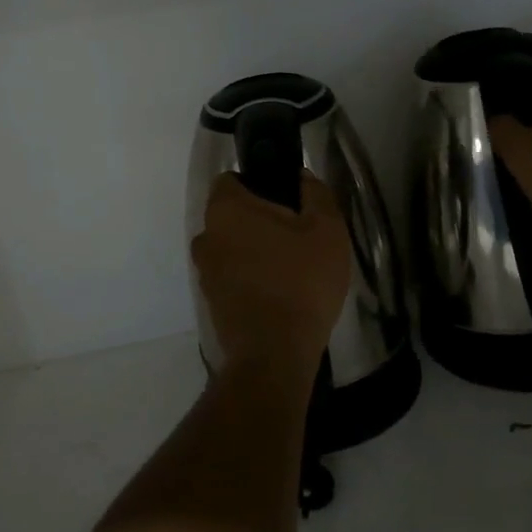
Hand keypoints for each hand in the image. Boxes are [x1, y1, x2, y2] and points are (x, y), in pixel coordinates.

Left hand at [192, 172, 350, 381]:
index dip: (256, 183)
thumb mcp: (327, 229)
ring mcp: (204, 271)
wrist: (275, 353)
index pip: (230, 179)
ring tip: (288, 266)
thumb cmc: (301, 281)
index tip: (284, 198)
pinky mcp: (211, 301)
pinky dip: (248, 277)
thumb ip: (315, 194)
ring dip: (251, 250)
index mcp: (227, 209)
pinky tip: (278, 291)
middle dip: (256, 218)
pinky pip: (230, 275)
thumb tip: (302, 178)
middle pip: (230, 214)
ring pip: (229, 246)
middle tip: (294, 234)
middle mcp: (206, 235)